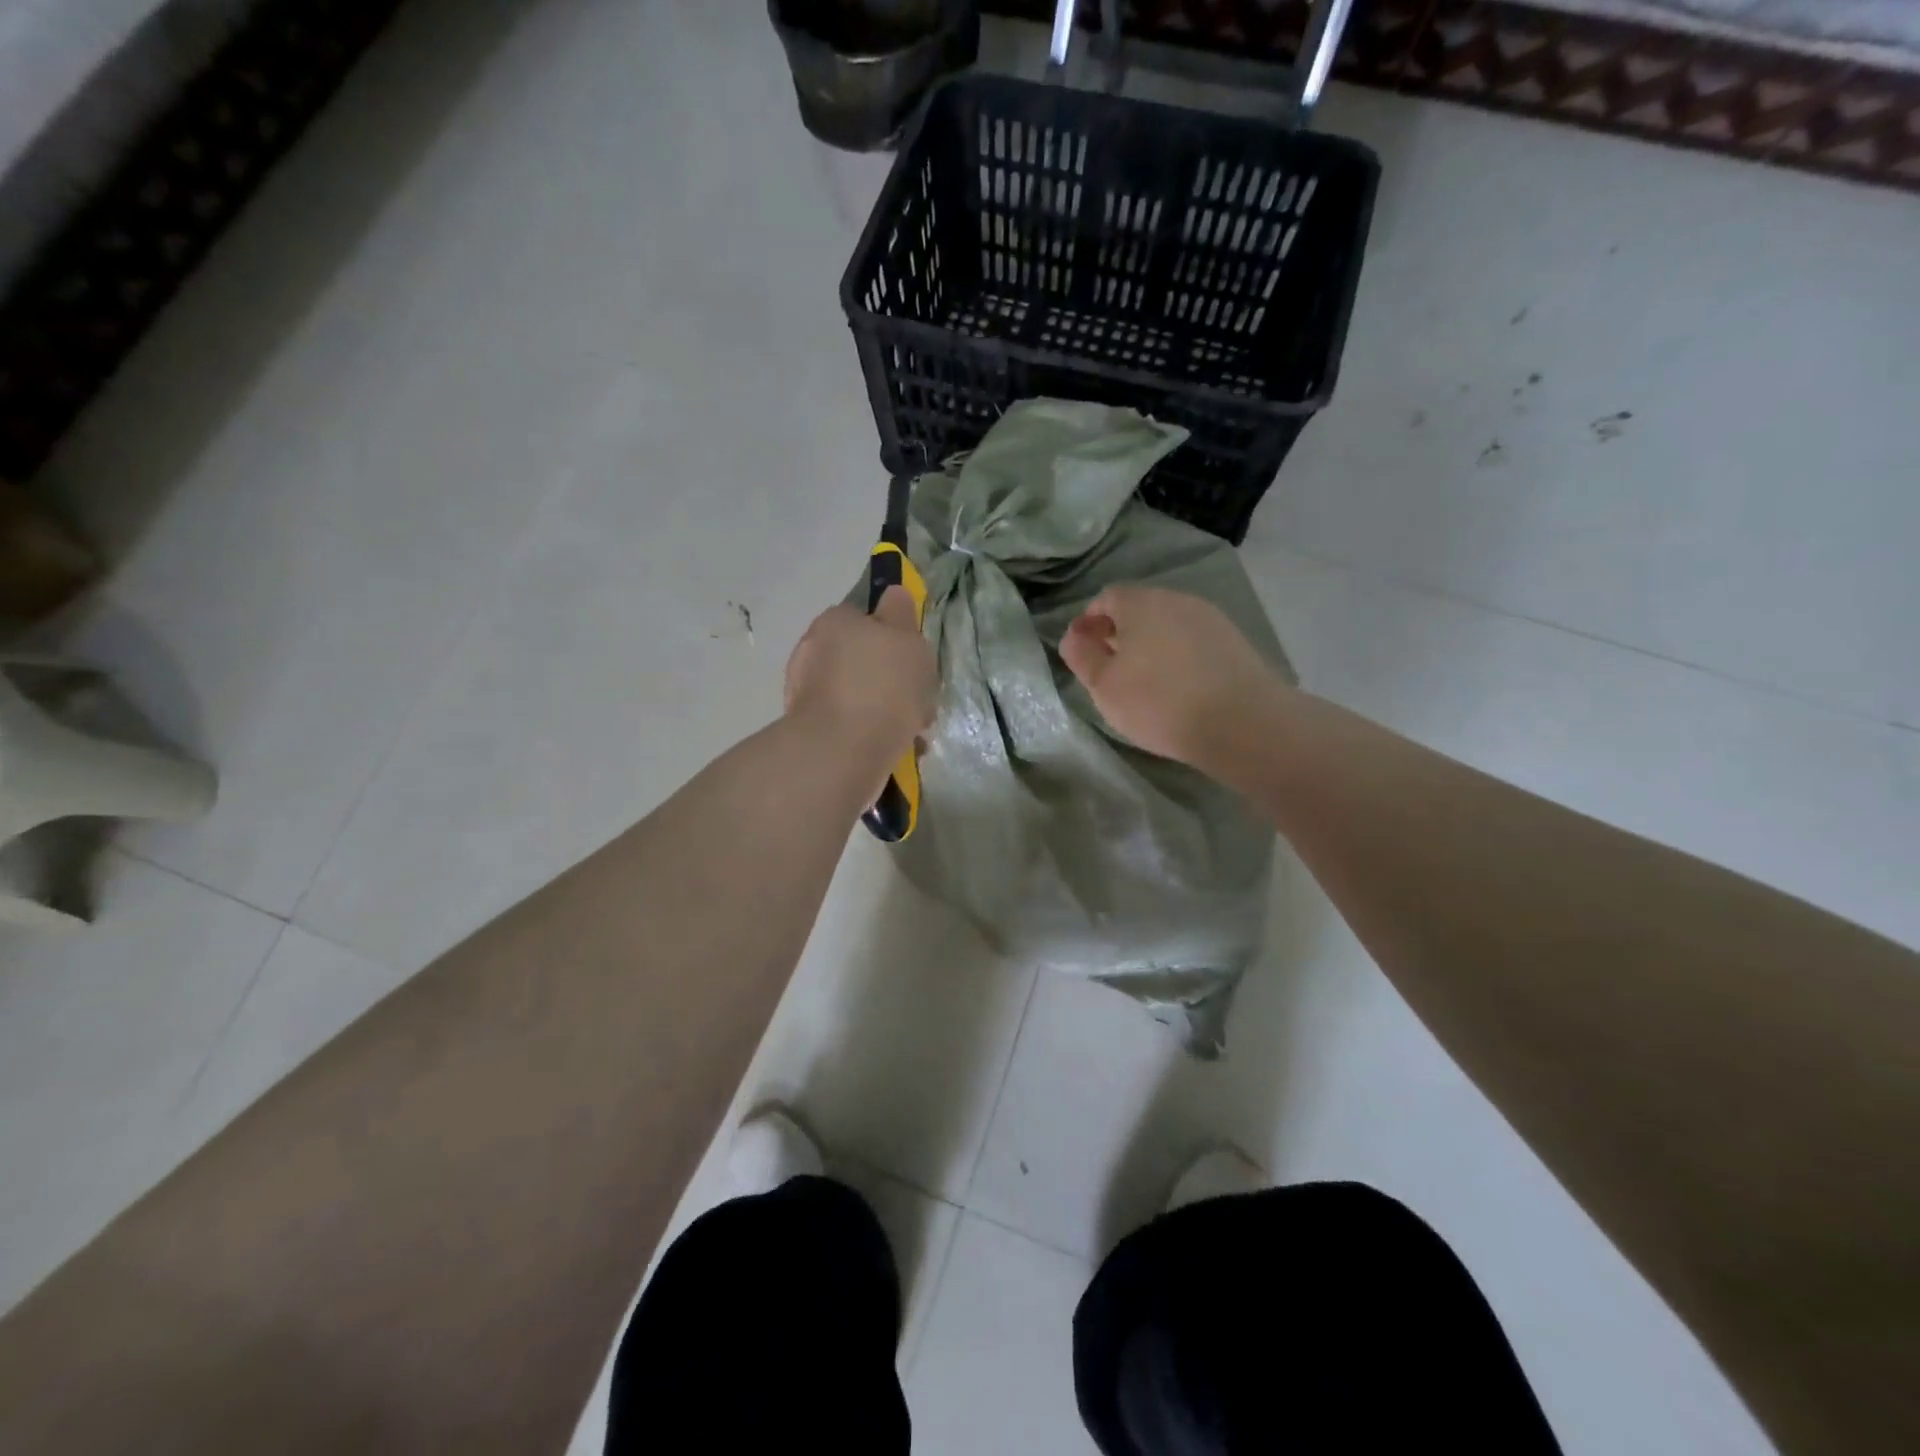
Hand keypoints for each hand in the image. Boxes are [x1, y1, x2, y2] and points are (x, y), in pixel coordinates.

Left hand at [784, 587, 936, 773]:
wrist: (842, 751)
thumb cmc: (882, 685)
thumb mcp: (906, 638)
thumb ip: (901, 614)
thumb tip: (893, 594)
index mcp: (833, 622)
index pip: (864, 618)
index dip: (893, 637)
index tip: (915, 661)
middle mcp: (813, 652)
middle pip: (862, 660)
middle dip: (891, 680)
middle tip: (919, 701)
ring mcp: (807, 693)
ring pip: (859, 695)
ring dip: (885, 710)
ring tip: (914, 734)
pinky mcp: (810, 730)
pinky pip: (851, 725)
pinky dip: (871, 734)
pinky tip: (895, 749)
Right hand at [1060, 585, 1282, 767]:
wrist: (1241, 722)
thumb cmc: (1158, 702)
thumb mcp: (1104, 685)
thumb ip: (1082, 656)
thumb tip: (1073, 635)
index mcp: (1141, 602)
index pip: (1107, 598)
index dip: (1090, 621)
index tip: (1084, 650)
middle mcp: (1177, 599)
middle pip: (1140, 608)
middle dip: (1121, 632)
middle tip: (1111, 668)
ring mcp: (1211, 618)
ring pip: (1169, 625)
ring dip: (1152, 645)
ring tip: (1145, 681)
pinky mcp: (1235, 642)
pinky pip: (1194, 642)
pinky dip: (1179, 657)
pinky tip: (1179, 686)